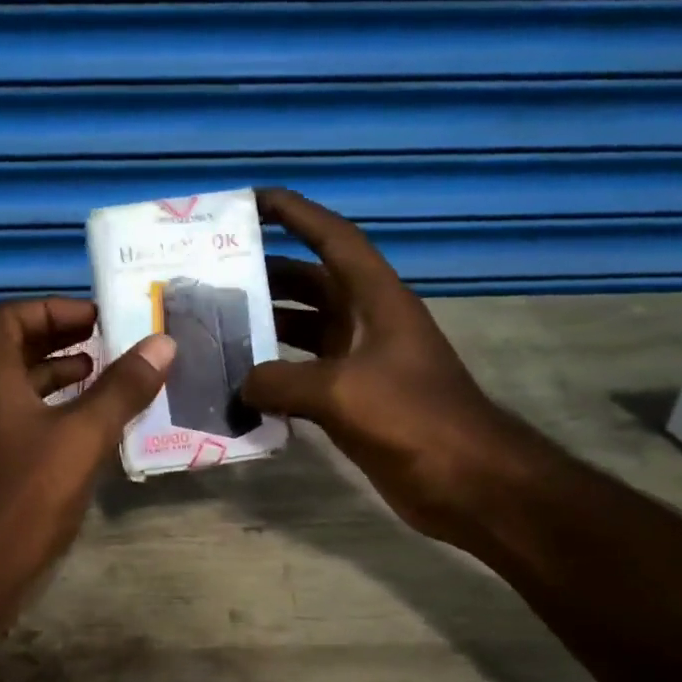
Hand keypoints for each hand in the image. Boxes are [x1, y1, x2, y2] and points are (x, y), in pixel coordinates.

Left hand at [0, 297, 173, 586]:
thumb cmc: (23, 496)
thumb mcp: (82, 437)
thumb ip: (122, 389)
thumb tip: (162, 343)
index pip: (8, 317)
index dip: (52, 308)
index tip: (95, 318)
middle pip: (14, 349)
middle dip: (60, 339)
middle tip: (107, 342)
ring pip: (19, 389)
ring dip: (59, 377)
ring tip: (105, 379)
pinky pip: (23, 422)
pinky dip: (55, 414)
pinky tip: (89, 431)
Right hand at [240, 188, 511, 543]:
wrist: (465, 481)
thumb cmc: (412, 419)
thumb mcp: (341, 392)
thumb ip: (280, 382)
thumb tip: (240, 385)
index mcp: (377, 300)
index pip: (334, 239)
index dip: (296, 214)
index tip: (253, 201)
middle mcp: (369, 322)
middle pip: (313, 284)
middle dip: (268, 276)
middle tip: (216, 277)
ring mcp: (363, 363)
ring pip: (306, 331)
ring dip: (268, 328)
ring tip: (218, 329)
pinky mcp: (356, 401)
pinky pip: (306, 376)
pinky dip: (277, 377)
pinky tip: (242, 386)